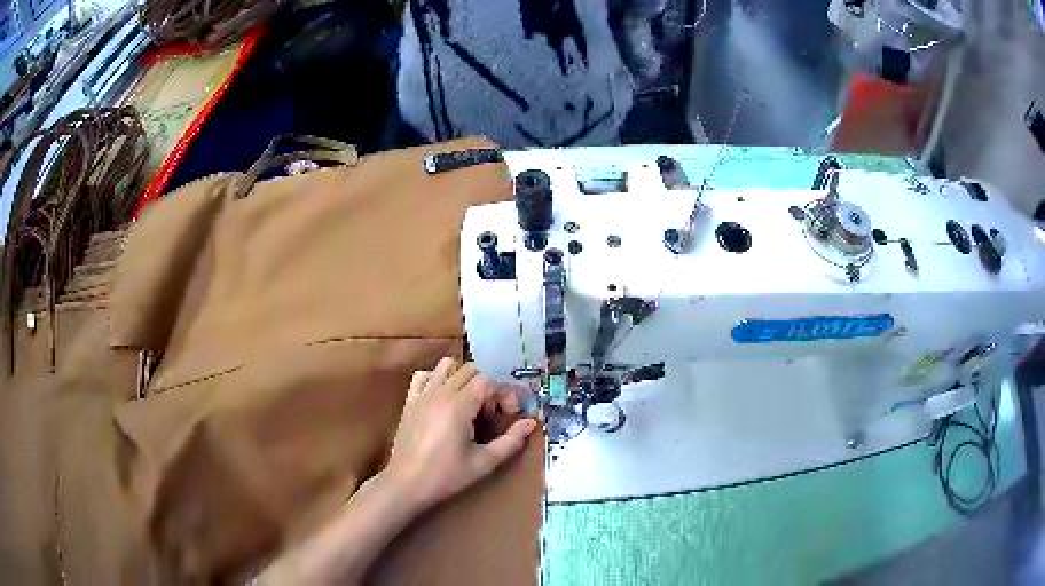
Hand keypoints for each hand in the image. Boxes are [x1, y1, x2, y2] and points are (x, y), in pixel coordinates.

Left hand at [384, 358, 538, 509]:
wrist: (406, 484)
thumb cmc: (446, 476)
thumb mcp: (484, 463)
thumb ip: (510, 441)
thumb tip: (531, 422)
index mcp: (459, 406)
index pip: (489, 381)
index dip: (506, 392)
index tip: (512, 411)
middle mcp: (440, 393)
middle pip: (471, 371)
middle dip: (489, 386)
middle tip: (494, 412)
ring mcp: (422, 395)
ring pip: (447, 367)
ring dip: (464, 378)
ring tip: (470, 402)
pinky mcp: (409, 402)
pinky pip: (424, 376)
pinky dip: (437, 379)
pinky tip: (444, 399)